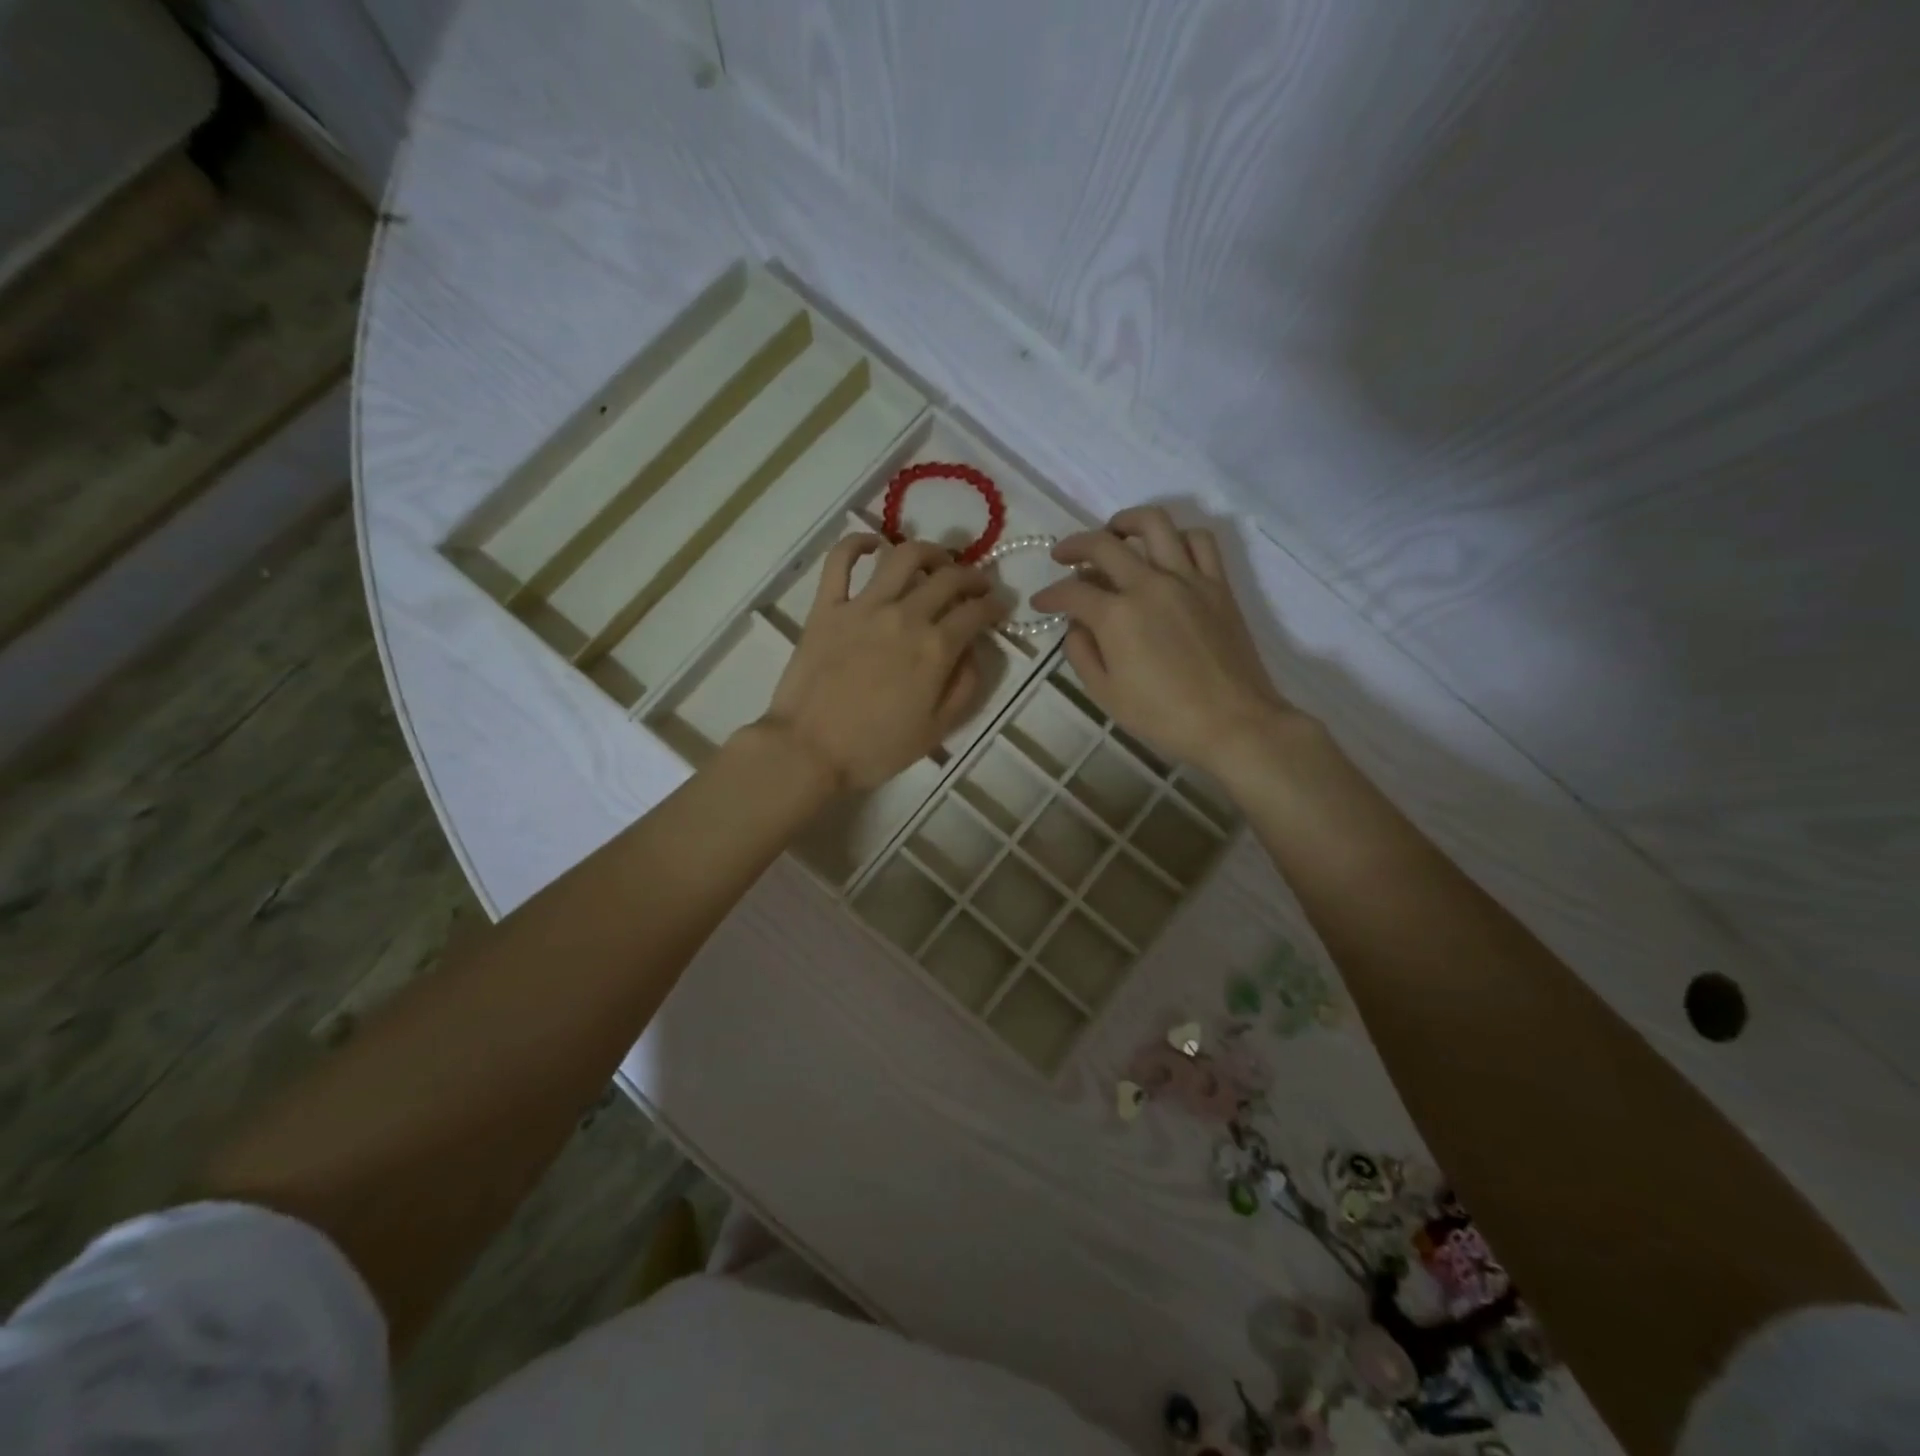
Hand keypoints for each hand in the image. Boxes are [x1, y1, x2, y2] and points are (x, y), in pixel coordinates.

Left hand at [759, 535, 1006, 791]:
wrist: (808, 751)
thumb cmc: (876, 749)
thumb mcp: (936, 730)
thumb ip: (965, 687)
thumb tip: (974, 651)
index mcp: (935, 648)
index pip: (976, 612)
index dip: (994, 606)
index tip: (1000, 607)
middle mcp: (905, 616)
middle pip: (948, 578)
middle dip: (971, 576)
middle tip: (976, 584)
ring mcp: (863, 606)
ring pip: (903, 556)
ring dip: (928, 551)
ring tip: (936, 560)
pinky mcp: (827, 607)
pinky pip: (840, 561)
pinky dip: (857, 543)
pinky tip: (873, 544)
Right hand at [1030, 507, 1298, 775]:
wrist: (1233, 723)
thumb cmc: (1163, 717)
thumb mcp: (1105, 694)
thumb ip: (1081, 653)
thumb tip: (1076, 625)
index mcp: (1117, 615)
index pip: (1071, 592)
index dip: (1049, 595)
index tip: (1040, 603)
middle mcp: (1149, 584)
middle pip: (1103, 545)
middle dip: (1073, 546)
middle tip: (1062, 556)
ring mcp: (1188, 579)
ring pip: (1155, 524)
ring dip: (1126, 521)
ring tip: (1114, 533)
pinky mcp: (1218, 584)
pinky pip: (1200, 540)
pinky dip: (1178, 536)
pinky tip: (1166, 550)